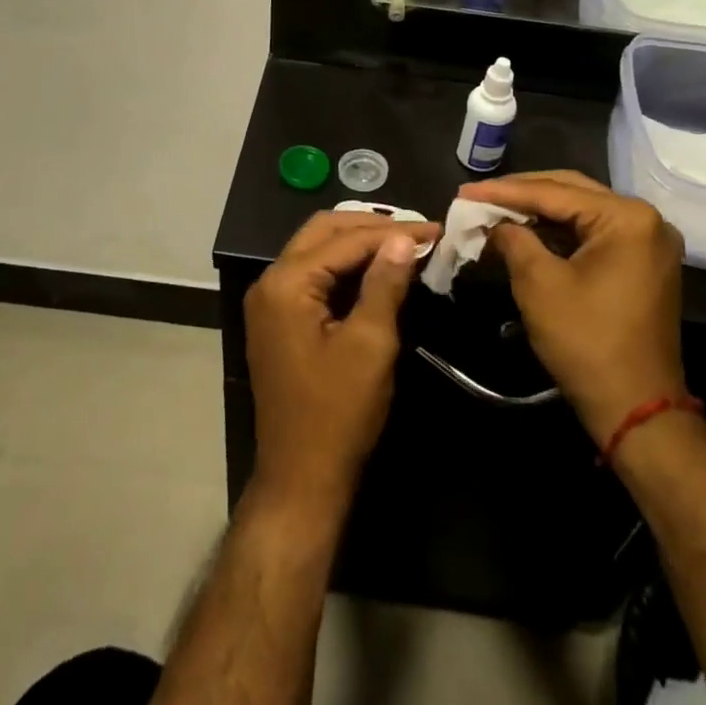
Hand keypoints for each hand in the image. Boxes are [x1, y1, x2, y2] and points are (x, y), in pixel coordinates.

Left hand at [245, 211, 439, 508]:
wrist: (301, 477)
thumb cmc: (338, 412)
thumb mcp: (370, 344)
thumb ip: (385, 284)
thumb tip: (404, 239)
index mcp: (286, 283)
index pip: (344, 239)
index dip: (392, 232)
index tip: (434, 229)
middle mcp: (271, 282)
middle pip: (323, 232)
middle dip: (372, 226)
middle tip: (417, 230)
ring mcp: (271, 301)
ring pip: (317, 250)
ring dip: (358, 243)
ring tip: (403, 244)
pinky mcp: (280, 319)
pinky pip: (313, 275)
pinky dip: (345, 267)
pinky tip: (377, 270)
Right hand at [459, 171, 685, 446]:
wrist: (637, 410)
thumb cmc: (586, 342)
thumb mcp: (539, 284)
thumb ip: (514, 239)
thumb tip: (494, 223)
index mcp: (627, 218)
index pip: (555, 192)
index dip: (505, 191)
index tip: (465, 191)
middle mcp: (646, 219)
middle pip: (572, 192)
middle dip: (522, 194)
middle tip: (478, 196)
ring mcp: (648, 242)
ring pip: (582, 212)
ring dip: (539, 212)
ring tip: (496, 211)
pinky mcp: (643, 263)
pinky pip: (594, 233)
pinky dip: (559, 232)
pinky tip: (527, 232)